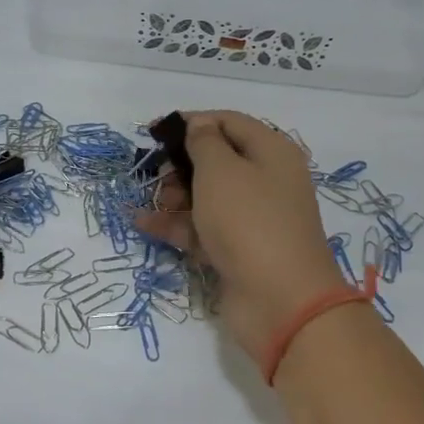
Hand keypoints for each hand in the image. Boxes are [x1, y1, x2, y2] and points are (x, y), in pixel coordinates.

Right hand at [134, 111, 342, 364]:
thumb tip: (198, 127)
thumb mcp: (221, 170)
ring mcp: (252, 219)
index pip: (229, 122)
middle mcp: (266, 181)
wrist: (279, 301)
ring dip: (175, 196)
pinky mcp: (238, 250)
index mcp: (271, 152)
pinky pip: (203, 228)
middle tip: (157, 175)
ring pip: (207, 196)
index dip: (192, 122)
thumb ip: (203, 142)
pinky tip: (143, 224)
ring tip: (153, 204)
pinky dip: (177, 224)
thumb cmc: (249, 221)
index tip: (155, 133)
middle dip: (181, 164)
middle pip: (217, 160)